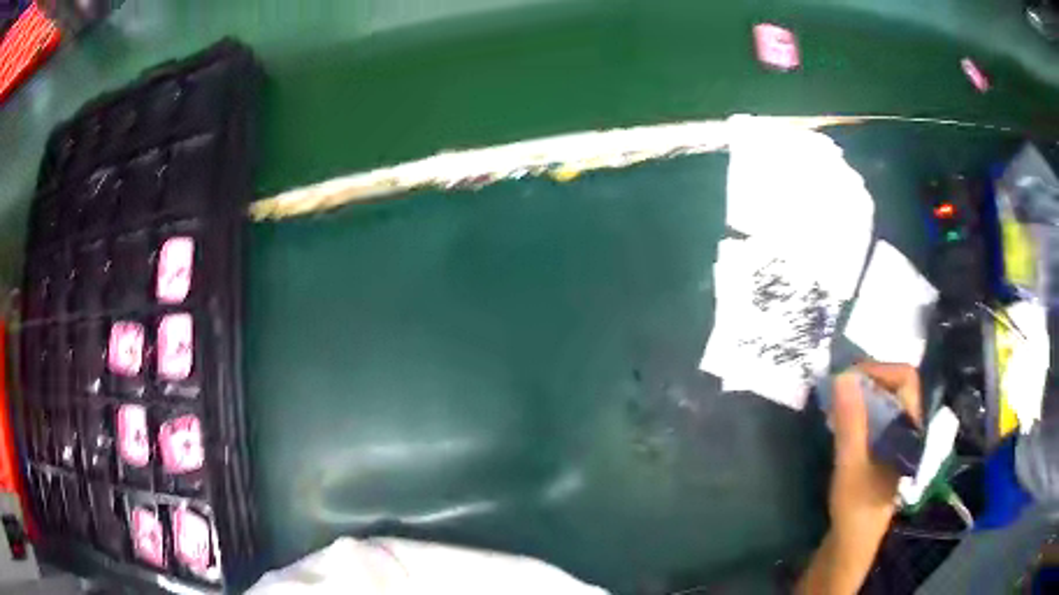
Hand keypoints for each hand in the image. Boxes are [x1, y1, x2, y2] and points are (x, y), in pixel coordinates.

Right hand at [797, 361, 920, 594]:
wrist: (851, 545)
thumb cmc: (857, 506)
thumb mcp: (851, 464)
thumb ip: (850, 422)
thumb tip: (843, 375)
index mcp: (908, 429)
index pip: (906, 379)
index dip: (880, 370)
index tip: (850, 377)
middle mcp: (904, 429)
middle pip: (894, 387)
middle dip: (866, 380)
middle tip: (837, 388)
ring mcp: (892, 442)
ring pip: (882, 403)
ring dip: (859, 396)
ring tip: (834, 403)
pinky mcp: (879, 453)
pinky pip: (873, 419)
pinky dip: (856, 413)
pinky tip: (838, 423)